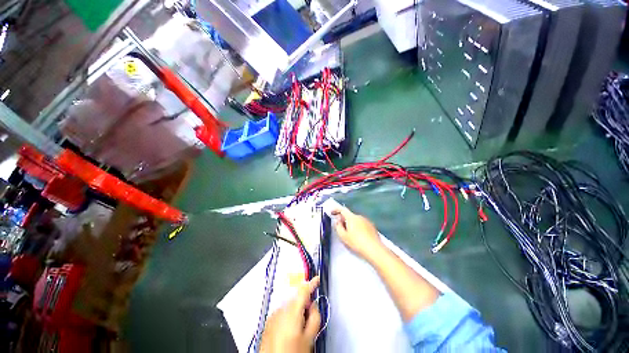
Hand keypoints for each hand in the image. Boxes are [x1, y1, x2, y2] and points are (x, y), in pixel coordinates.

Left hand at [260, 277, 320, 352]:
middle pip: (296, 297)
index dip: (312, 283)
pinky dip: (287, 314)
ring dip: (296, 308)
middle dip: (304, 301)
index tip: (317, 279)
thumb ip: (315, 317)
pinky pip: (281, 311)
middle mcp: (281, 309)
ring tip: (299, 325)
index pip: (304, 290)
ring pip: (289, 304)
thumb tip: (314, 305)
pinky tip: (290, 329)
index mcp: (292, 311)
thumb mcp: (309, 337)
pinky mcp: (268, 322)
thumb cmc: (292, 352)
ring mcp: (273, 315)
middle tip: (310, 312)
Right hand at [332, 206, 383, 261]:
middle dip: (344, 219)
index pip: (342, 210)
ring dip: (351, 224)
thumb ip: (338, 227)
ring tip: (350, 234)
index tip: (332, 212)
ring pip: (356, 220)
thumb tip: (338, 221)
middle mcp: (359, 217)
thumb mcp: (343, 236)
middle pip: (349, 215)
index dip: (336, 210)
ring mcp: (367, 221)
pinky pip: (362, 224)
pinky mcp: (372, 226)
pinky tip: (359, 236)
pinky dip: (358, 227)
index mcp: (351, 217)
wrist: (374, 249)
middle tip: (340, 227)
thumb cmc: (356, 243)